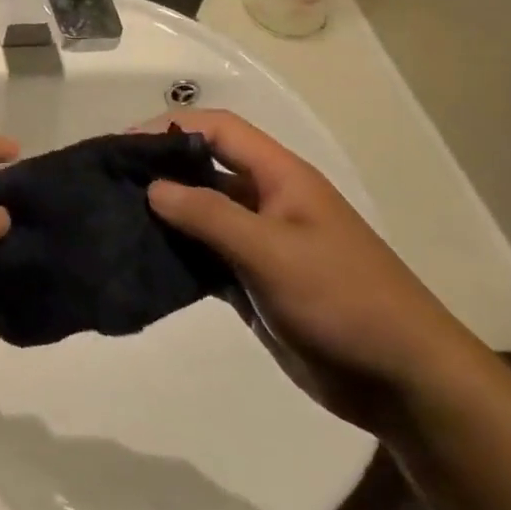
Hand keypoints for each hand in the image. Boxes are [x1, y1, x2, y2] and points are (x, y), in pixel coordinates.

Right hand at [140, 110, 485, 430]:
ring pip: (202, 214)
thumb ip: (209, 216)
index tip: (124, 146)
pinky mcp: (254, 282)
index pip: (218, 129)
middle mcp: (267, 201)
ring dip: (165, 214)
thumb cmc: (343, 299)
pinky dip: (178, 254)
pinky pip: (207, 255)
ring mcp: (261, 243)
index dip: (170, 127)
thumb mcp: (272, 251)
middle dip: (160, 169)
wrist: (402, 382)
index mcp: (280, 177)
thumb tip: (152, 187)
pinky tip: (145, 261)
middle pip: (205, 167)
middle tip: (109, 182)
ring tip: (115, 220)